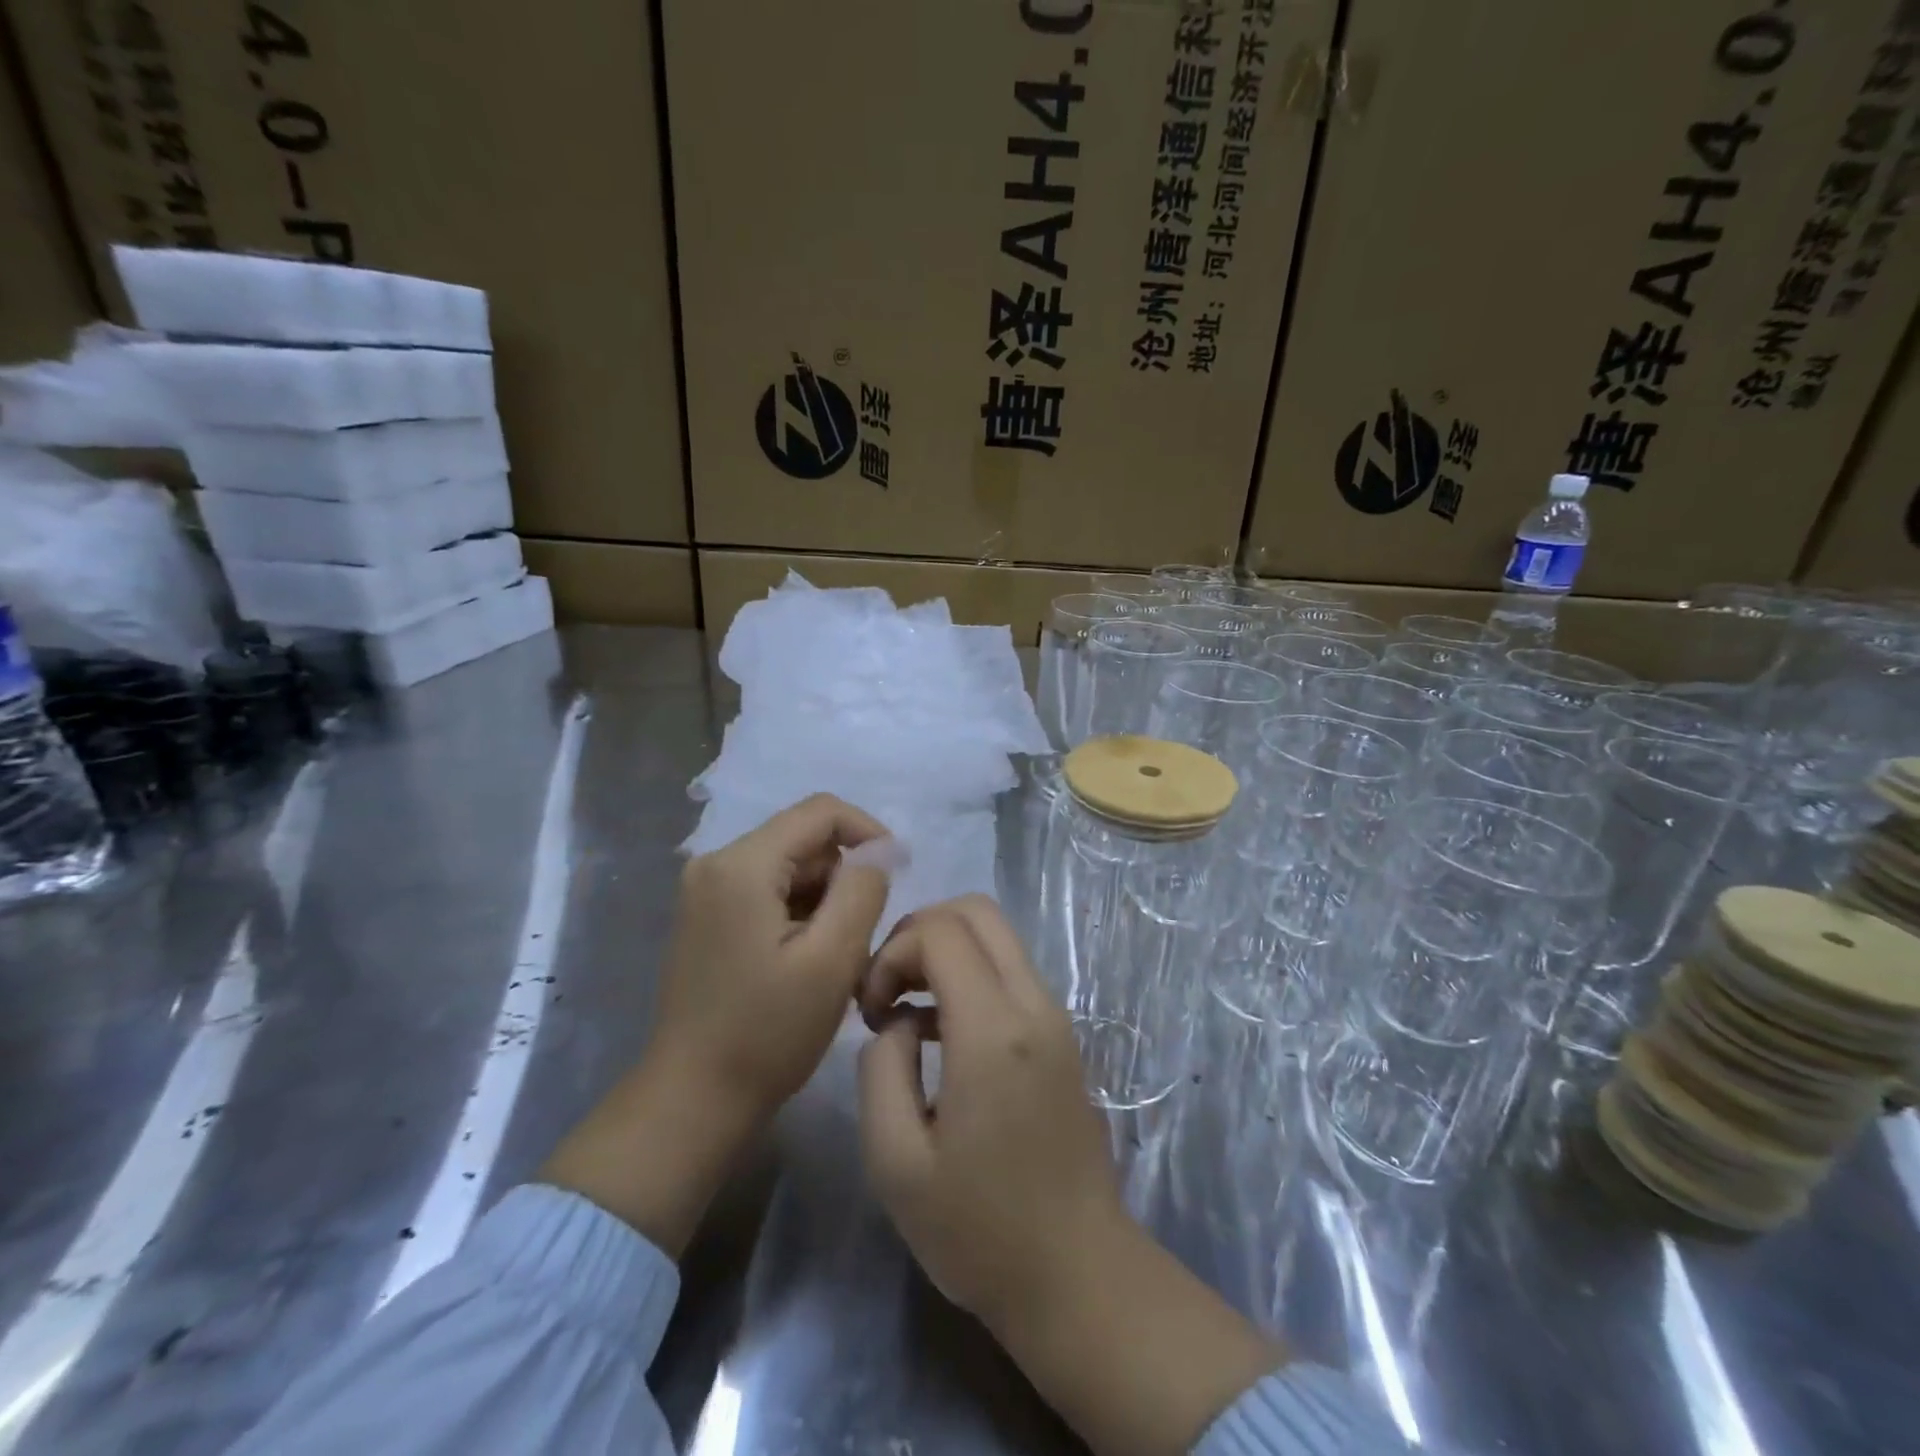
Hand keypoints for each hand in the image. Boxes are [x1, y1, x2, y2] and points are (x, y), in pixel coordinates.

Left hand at [543, 794, 891, 1255]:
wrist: (693, 1100)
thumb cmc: (767, 1032)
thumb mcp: (833, 959)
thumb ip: (862, 889)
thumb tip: (881, 847)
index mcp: (742, 864)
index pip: (821, 811)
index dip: (869, 831)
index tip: (899, 873)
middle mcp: (716, 863)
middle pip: (804, 840)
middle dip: (843, 877)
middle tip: (859, 938)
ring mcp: (706, 890)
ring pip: (790, 867)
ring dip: (823, 900)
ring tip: (831, 959)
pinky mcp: (707, 916)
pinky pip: (769, 891)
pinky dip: (799, 914)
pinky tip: (803, 963)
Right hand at [856, 895, 1125, 1326]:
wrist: (1076, 1274)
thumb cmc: (979, 1230)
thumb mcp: (895, 1161)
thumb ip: (881, 1068)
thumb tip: (901, 1021)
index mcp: (994, 1031)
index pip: (940, 930)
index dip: (892, 952)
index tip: (871, 1011)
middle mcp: (1034, 1004)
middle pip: (976, 910)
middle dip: (918, 933)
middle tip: (888, 991)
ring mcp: (1055, 1016)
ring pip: (997, 935)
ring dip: (945, 951)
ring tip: (908, 1013)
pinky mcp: (1061, 1034)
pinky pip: (1011, 969)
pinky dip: (970, 972)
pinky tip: (942, 1033)